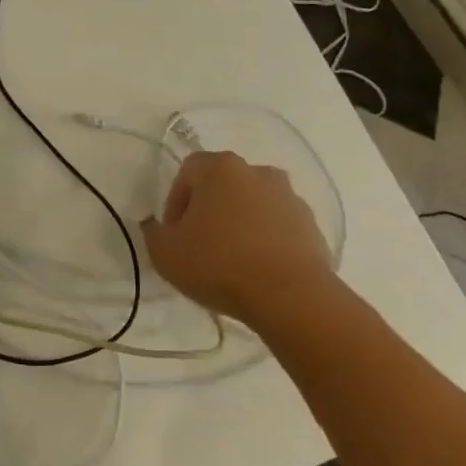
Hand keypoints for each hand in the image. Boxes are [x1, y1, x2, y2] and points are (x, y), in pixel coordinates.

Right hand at [140, 151, 338, 326]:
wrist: (291, 297)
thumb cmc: (220, 265)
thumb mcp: (165, 253)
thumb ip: (153, 232)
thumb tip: (158, 226)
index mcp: (220, 168)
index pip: (188, 170)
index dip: (176, 200)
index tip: (176, 232)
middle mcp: (257, 172)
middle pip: (223, 184)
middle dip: (209, 209)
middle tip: (200, 243)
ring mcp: (289, 197)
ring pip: (253, 203)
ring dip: (240, 222)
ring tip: (232, 259)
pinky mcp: (312, 225)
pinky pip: (278, 225)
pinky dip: (266, 239)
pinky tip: (259, 269)